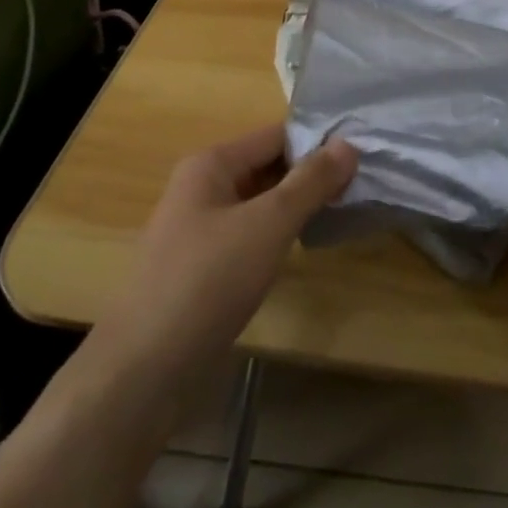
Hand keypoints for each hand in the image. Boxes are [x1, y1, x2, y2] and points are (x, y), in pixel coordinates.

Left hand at [92, 126, 356, 382]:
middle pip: (268, 166)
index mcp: (211, 165)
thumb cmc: (207, 281)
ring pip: (261, 203)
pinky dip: (279, 234)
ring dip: (298, 205)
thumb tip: (349, 144)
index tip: (363, 155)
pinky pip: (251, 235)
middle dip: (311, 174)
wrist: (143, 371)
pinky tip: (306, 245)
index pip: (276, 135)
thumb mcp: (268, 224)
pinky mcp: (204, 267)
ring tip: (344, 210)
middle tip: (361, 184)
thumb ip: (310, 182)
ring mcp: (201, 230)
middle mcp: (202, 188)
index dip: (318, 141)